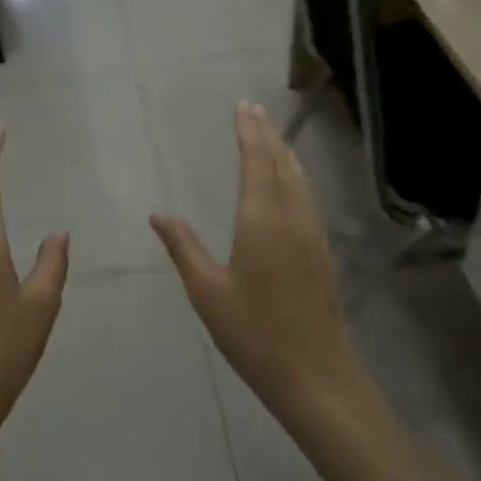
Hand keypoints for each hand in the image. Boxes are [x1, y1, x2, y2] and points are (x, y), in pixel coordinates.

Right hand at [151, 103, 364, 422]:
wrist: (315, 374)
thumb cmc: (253, 333)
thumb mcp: (208, 292)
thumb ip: (184, 248)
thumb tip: (159, 214)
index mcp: (262, 221)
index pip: (256, 163)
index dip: (249, 133)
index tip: (242, 107)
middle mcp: (292, 218)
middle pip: (281, 164)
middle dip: (267, 134)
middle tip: (254, 109)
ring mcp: (312, 234)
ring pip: (299, 180)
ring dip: (284, 153)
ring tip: (272, 135)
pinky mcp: (321, 252)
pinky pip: (307, 197)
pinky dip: (295, 176)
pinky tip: (291, 182)